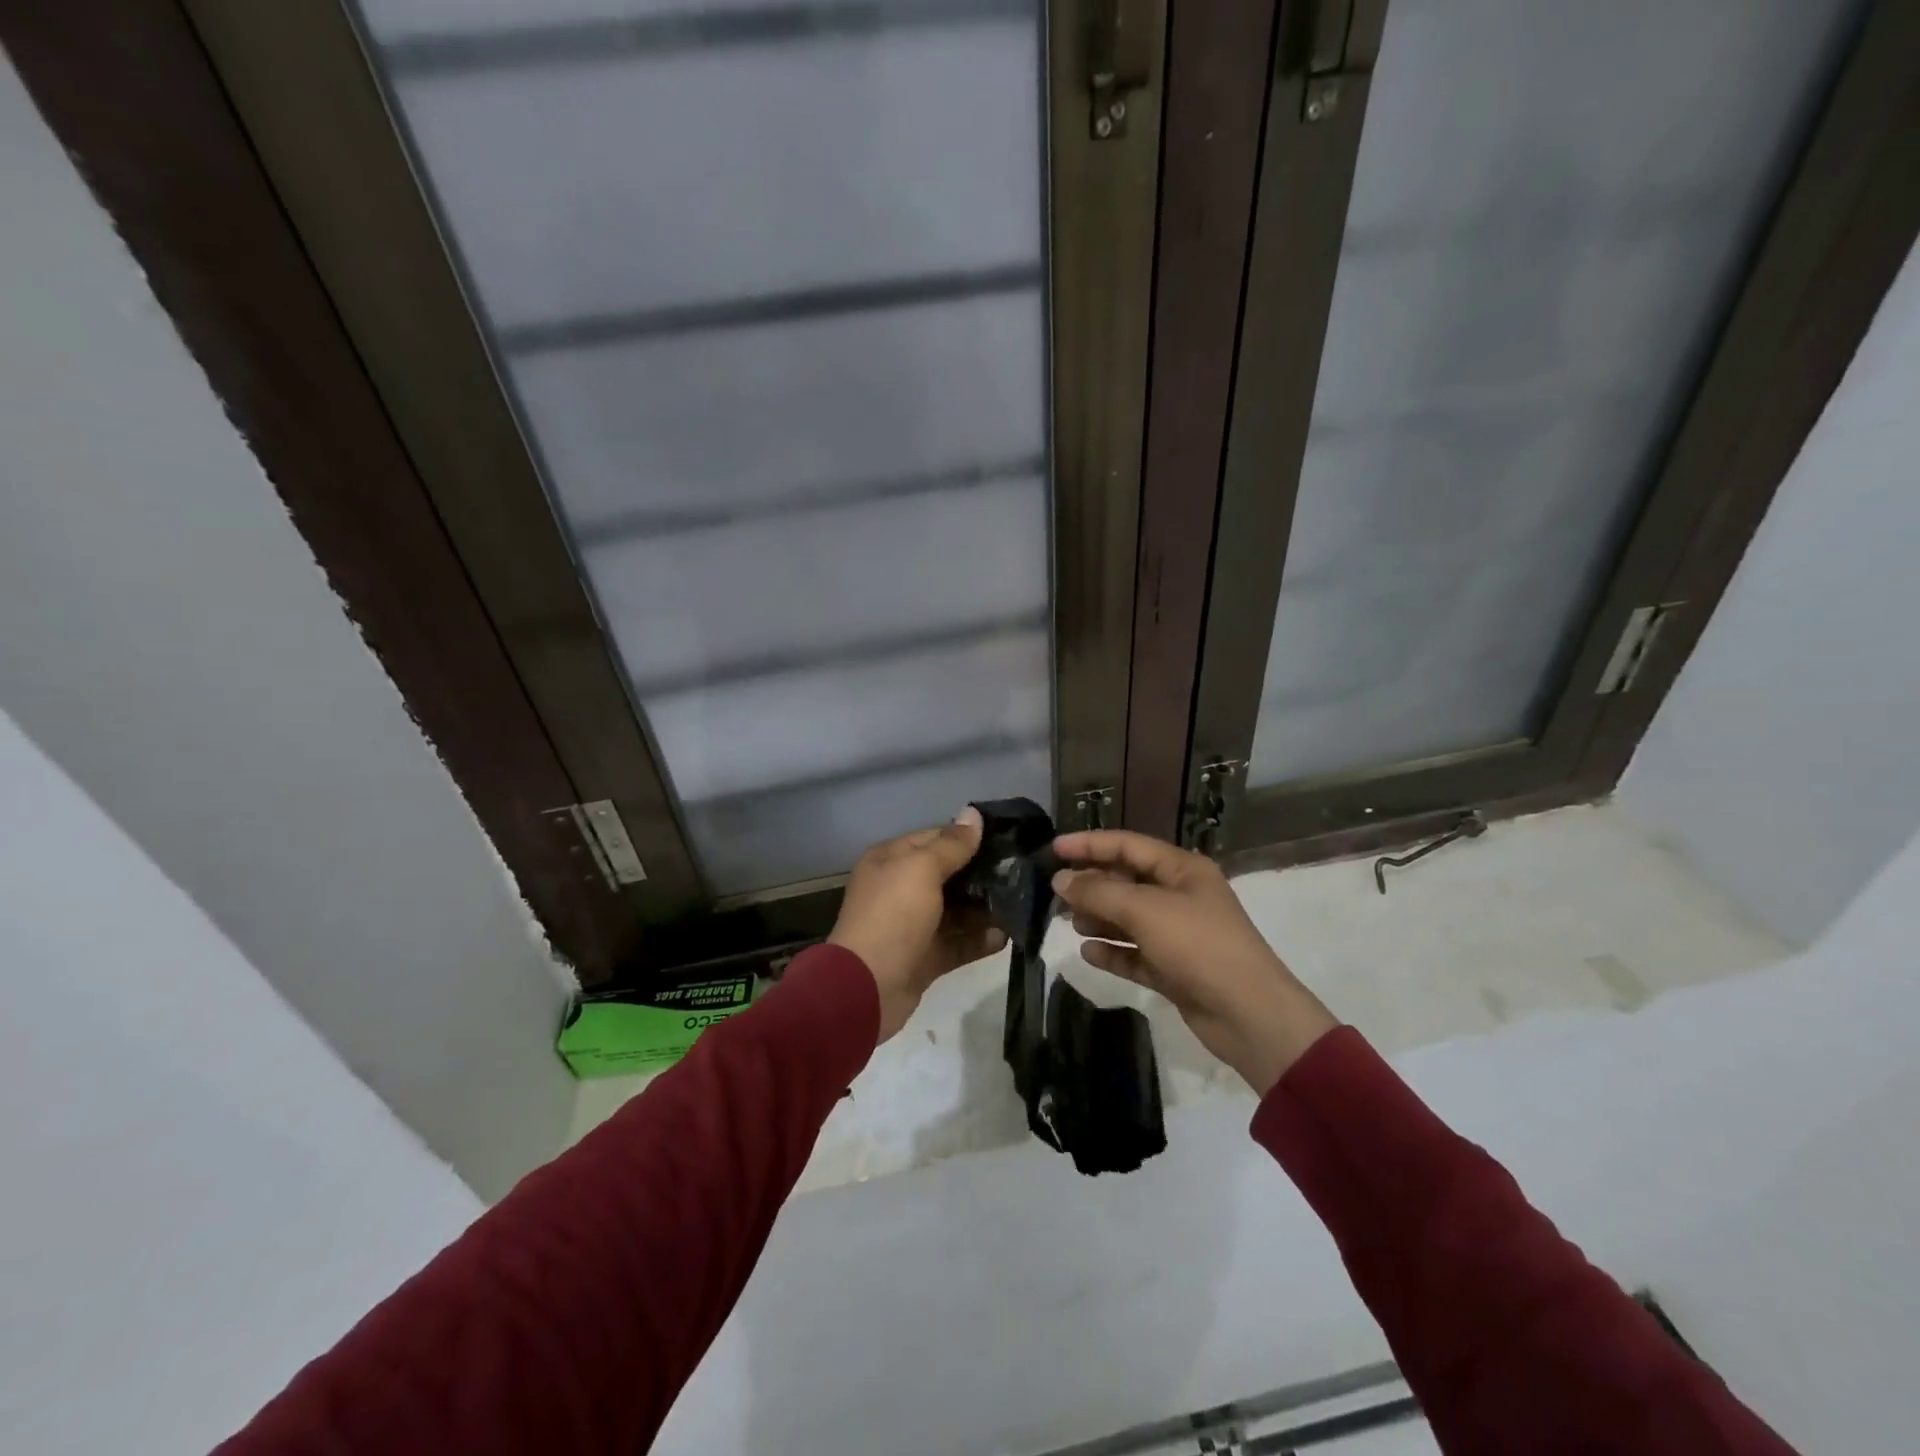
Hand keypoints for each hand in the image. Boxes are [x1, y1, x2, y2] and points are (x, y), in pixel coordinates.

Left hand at [828, 808, 1007, 1041]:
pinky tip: (1006, 936)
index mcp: (891, 861)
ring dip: (984, 908)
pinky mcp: (924, 957)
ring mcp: (912, 926)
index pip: (934, 838)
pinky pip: (957, 943)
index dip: (968, 837)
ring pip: (955, 911)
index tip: (1006, 838)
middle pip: (947, 875)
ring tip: (1020, 903)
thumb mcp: (921, 870)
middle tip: (1021, 872)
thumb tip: (974, 814)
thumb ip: (952, 845)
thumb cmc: (893, 916)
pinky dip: (979, 940)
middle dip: (981, 874)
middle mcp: (899, 889)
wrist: (866, 988)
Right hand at [1050, 829, 1337, 1094]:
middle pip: (1127, 881)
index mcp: (1182, 870)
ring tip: (1071, 923)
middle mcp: (1180, 896)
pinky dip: (1113, 952)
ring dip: (1100, 919)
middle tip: (1055, 894)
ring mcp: (1178, 934)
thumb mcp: (1145, 910)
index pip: (1128, 845)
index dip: (1090, 844)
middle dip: (1092, 885)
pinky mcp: (1174, 969)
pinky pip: (1135, 954)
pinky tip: (1088, 953)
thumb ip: (1098, 892)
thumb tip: (1061, 879)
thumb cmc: (1198, 946)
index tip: (1053, 848)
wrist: (1249, 1015)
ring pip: (1129, 919)